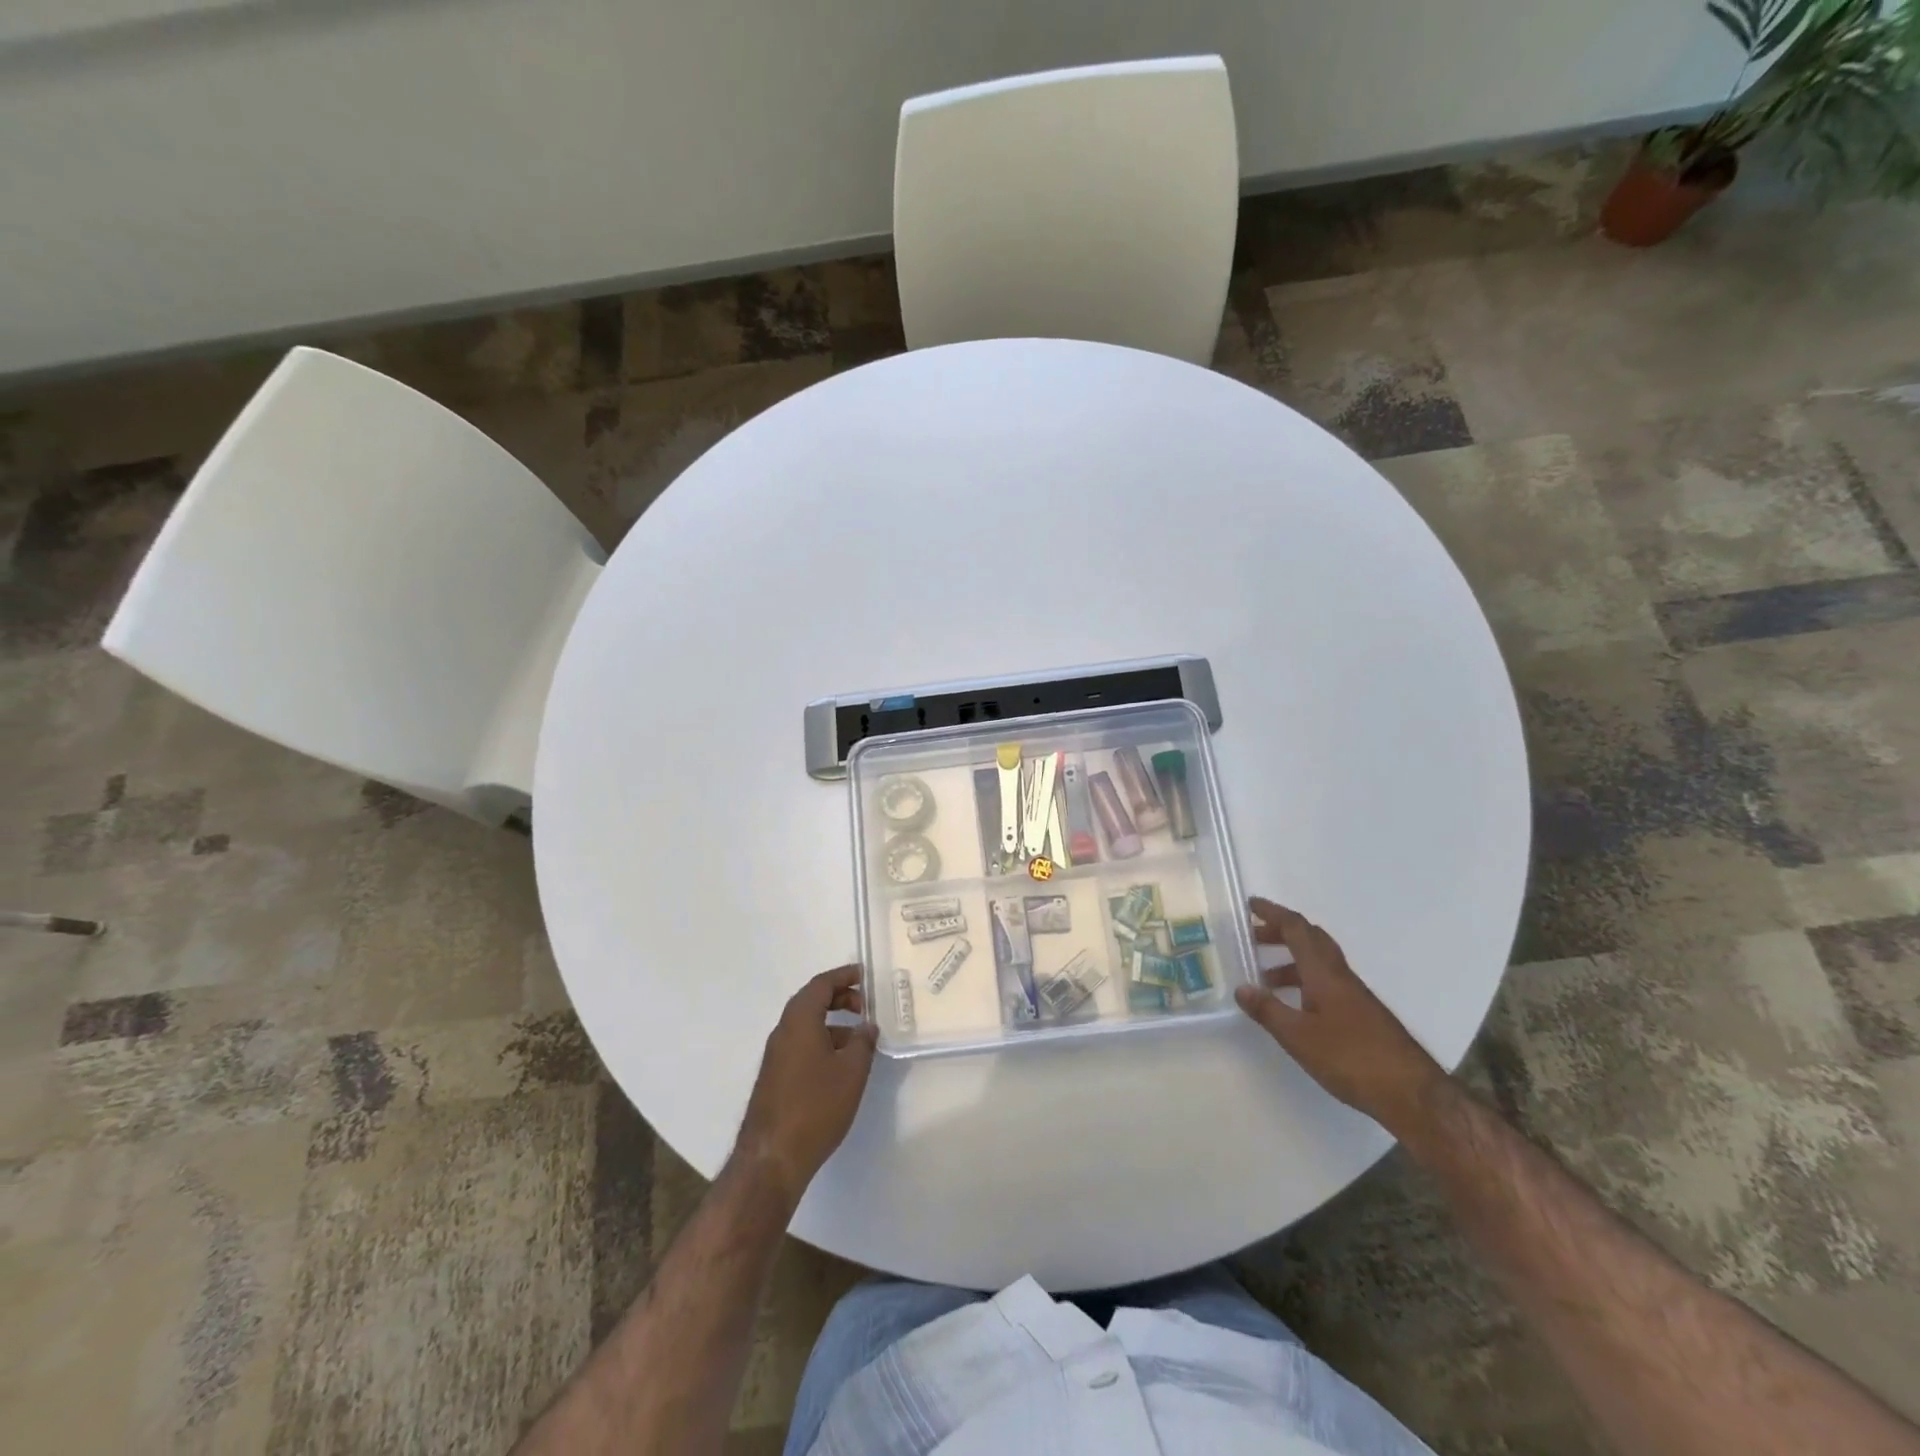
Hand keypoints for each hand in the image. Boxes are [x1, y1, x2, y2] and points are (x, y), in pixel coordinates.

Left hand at [735, 965, 877, 1206]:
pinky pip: (802, 1045)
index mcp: (799, 1020)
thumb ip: (863, 1042)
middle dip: (840, 998)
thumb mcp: (852, 1071)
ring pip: (807, 1026)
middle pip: (812, 1001)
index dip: (844, 976)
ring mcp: (776, 1056)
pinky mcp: (775, 1077)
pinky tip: (842, 1066)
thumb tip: (868, 1027)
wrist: (772, 1158)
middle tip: (867, 1006)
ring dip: (834, 1024)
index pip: (821, 984)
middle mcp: (783, 1031)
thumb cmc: (816, 1106)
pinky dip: (823, 1042)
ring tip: (861, 1040)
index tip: (866, 975)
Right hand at [1234, 897, 1447, 1139]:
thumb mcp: (1299, 1037)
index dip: (1273, 913)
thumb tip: (1242, 988)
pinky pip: (1327, 982)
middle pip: (1311, 939)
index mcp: (1324, 973)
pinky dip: (1305, 980)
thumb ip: (1268, 1010)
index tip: (1251, 905)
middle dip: (1281, 932)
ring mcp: (1355, 995)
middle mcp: (1341, 976)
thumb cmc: (1351, 1058)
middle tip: (1254, 937)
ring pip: (1320, 962)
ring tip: (1266, 979)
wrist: (1412, 1093)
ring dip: (1291, 959)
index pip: (1297, 930)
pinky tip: (1296, 1006)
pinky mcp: (1362, 1014)